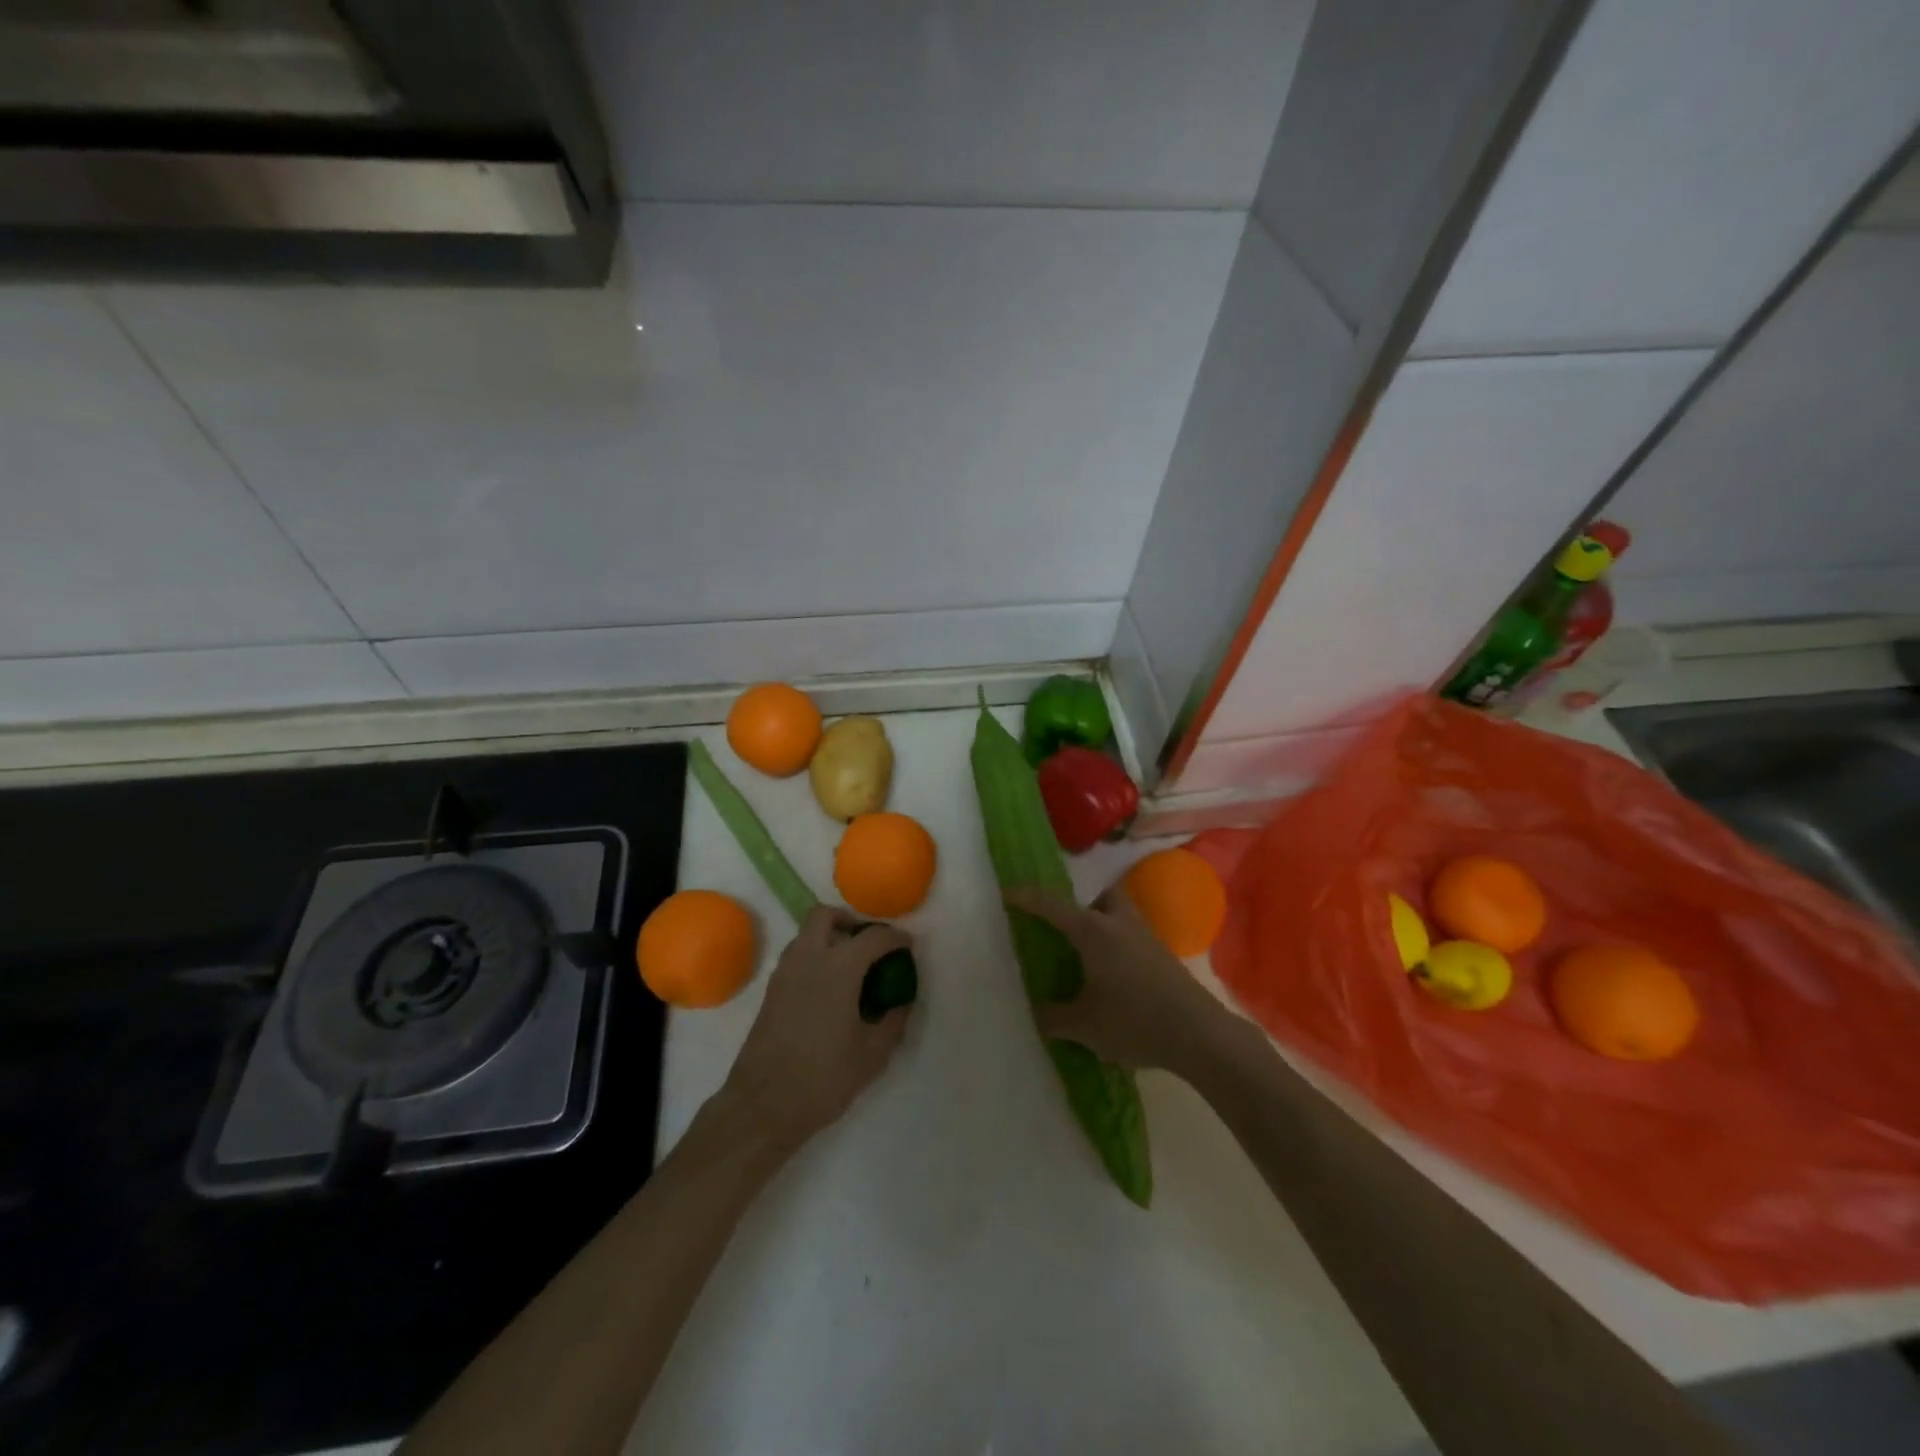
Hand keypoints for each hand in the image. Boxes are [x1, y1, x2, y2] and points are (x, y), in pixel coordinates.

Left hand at [718, 905, 911, 1145]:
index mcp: (839, 968)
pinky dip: (815, 957)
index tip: (907, 947)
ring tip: (851, 967)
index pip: (873, 937)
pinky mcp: (771, 990)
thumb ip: (893, 1021)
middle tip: (869, 945)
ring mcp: (785, 972)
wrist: (764, 1105)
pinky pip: (797, 956)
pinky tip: (829, 989)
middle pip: (826, 915)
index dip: (895, 938)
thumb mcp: (872, 1054)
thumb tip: (901, 1003)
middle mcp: (809, 958)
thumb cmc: (823, 1078)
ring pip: (807, 933)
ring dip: (830, 937)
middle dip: (851, 921)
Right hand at [1005, 885, 1232, 1074]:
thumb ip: (1054, 1017)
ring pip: (1120, 913)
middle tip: (1064, 929)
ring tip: (1087, 954)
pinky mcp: (1162, 955)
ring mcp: (1145, 937)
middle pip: (1100, 896)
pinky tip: (1113, 974)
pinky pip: (1132, 935)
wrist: (1198, 1034)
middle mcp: (1119, 924)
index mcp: (1094, 931)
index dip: (1027, 898)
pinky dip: (1117, 944)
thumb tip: (1035, 1012)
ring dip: (1102, 922)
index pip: (1052, 906)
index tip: (1007, 893)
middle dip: (1080, 904)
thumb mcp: (1084, 1026)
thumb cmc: (1134, 1021)